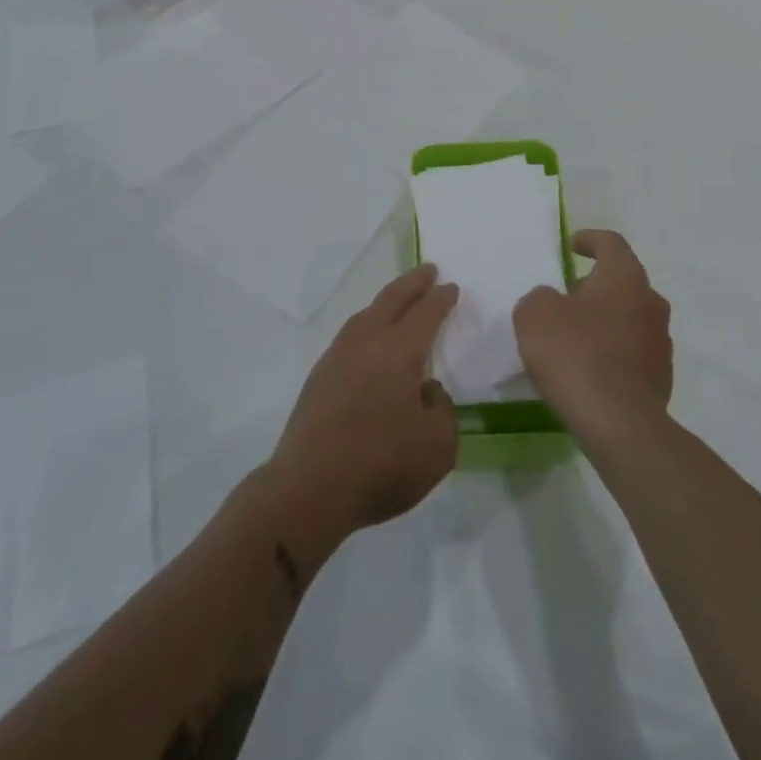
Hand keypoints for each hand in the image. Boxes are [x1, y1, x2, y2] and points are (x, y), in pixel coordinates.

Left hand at [269, 265, 460, 542]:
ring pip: (365, 315)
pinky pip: (350, 337)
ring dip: (386, 302)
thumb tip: (426, 391)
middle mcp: (366, 342)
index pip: (426, 313)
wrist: (308, 489)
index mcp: (398, 350)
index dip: (441, 299)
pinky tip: (369, 343)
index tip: (452, 287)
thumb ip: (442, 410)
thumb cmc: (380, 464)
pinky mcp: (318, 379)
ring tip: (398, 301)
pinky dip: (367, 327)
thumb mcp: (438, 446)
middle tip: (428, 270)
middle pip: (392, 300)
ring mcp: (337, 357)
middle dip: (412, 283)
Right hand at [514, 230, 672, 447]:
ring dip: (605, 320)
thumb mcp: (535, 315)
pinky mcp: (661, 377)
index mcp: (625, 277)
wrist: (619, 424)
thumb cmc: (576, 355)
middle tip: (566, 299)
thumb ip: (540, 298)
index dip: (591, 240)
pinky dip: (612, 353)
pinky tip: (589, 371)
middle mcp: (650, 302)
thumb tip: (552, 302)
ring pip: (630, 317)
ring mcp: (661, 342)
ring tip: (574, 338)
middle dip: (595, 286)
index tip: (573, 246)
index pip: (611, 243)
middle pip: (623, 281)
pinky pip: (632, 352)